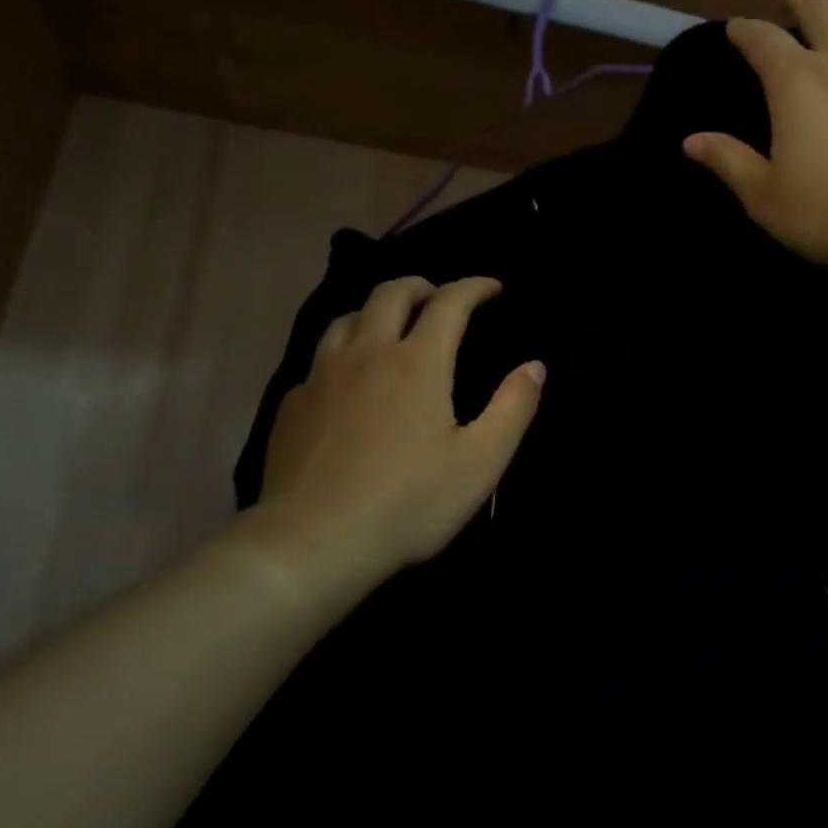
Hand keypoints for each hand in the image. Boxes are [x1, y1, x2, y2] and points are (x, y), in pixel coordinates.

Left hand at [249, 276, 544, 601]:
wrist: (314, 541)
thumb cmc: (409, 503)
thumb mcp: (480, 463)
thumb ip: (512, 408)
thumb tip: (534, 366)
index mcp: (418, 363)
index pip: (449, 302)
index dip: (474, 287)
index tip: (492, 288)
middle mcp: (367, 354)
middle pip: (390, 293)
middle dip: (421, 286)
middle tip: (438, 297)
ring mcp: (322, 376)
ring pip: (346, 318)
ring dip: (376, 310)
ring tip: (390, 327)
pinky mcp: (293, 403)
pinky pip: (319, 359)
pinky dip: (343, 352)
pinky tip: (347, 380)